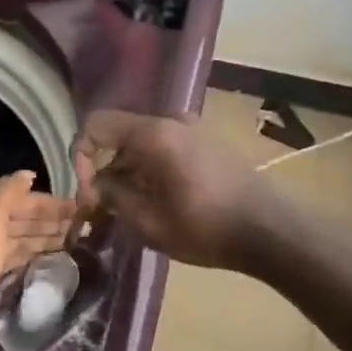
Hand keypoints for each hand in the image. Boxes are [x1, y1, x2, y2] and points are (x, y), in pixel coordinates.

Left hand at [0, 172, 77, 321]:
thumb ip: (9, 190)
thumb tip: (28, 174)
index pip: (23, 195)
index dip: (51, 202)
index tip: (82, 208)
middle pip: (22, 214)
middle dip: (51, 218)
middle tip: (85, 226)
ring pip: (19, 234)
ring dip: (45, 234)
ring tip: (75, 239)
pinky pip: (13, 252)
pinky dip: (31, 251)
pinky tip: (50, 254)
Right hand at [72, 111, 277, 270]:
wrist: (271, 231)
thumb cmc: (206, 228)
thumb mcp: (148, 222)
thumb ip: (112, 196)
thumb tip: (97, 184)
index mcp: (153, 134)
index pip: (95, 124)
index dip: (80, 156)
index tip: (88, 192)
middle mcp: (171, 120)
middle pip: (119, 134)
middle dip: (104, 168)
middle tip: (105, 207)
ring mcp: (192, 128)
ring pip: (141, 142)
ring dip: (128, 171)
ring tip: (130, 209)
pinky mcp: (206, 141)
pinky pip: (163, 146)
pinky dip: (149, 168)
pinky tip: (157, 200)